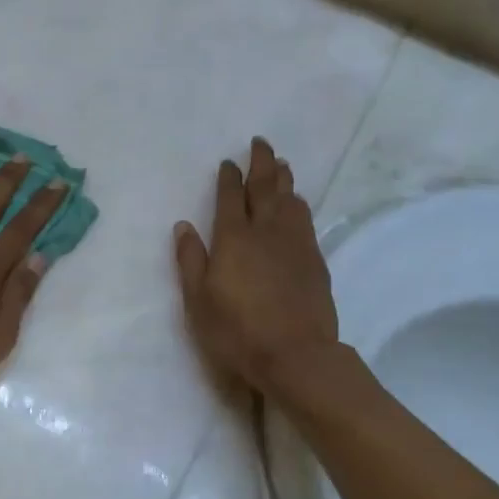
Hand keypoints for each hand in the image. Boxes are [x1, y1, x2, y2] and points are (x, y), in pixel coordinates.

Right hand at [174, 137, 340, 394]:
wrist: (297, 355)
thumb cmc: (238, 331)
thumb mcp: (198, 301)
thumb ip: (191, 260)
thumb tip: (183, 225)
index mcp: (234, 239)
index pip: (230, 197)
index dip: (229, 177)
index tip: (228, 162)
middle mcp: (266, 231)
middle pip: (266, 187)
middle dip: (261, 163)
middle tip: (260, 143)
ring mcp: (295, 244)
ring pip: (290, 200)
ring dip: (284, 179)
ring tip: (282, 165)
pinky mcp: (315, 260)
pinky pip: (306, 220)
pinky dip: (299, 204)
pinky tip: (298, 204)